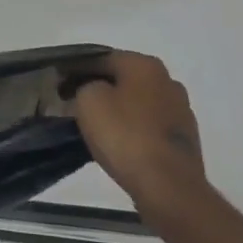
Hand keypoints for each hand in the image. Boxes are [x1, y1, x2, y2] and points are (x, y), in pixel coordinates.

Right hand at [71, 52, 205, 209]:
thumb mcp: (88, 100)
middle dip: (99, 86)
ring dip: (117, 107)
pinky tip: (117, 140)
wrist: (167, 185)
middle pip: (123, 78)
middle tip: (73, 100)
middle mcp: (168, 81)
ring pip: (137, 101)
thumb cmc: (124, 135)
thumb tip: (91, 89)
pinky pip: (148, 124)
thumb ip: (84, 85)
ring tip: (93, 122)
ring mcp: (180, 110)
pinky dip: (132, 127)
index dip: (76, 68)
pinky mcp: (184, 138)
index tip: (58, 81)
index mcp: (144, 65)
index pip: (101, 57)